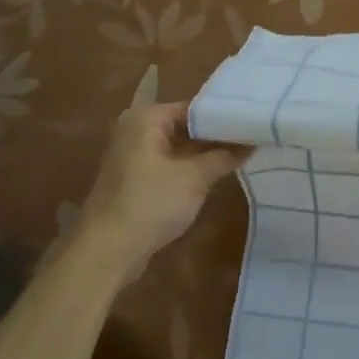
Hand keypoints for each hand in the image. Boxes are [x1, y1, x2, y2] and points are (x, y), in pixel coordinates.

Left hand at [73, 102, 248, 276]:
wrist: (107, 250)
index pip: (194, 108)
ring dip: (205, 153)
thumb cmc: (150, 203)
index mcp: (146, 119)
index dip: (223, 116)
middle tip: (251, 138)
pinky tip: (217, 174)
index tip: (251, 123)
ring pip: (178, 147)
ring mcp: (133, 156)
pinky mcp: (135, 179)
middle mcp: (136, 130)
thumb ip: (224, 156)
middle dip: (216, 135)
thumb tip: (251, 144)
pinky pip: (169, 164)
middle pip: (185, 126)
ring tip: (242, 154)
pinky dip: (190, 167)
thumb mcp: (194, 178)